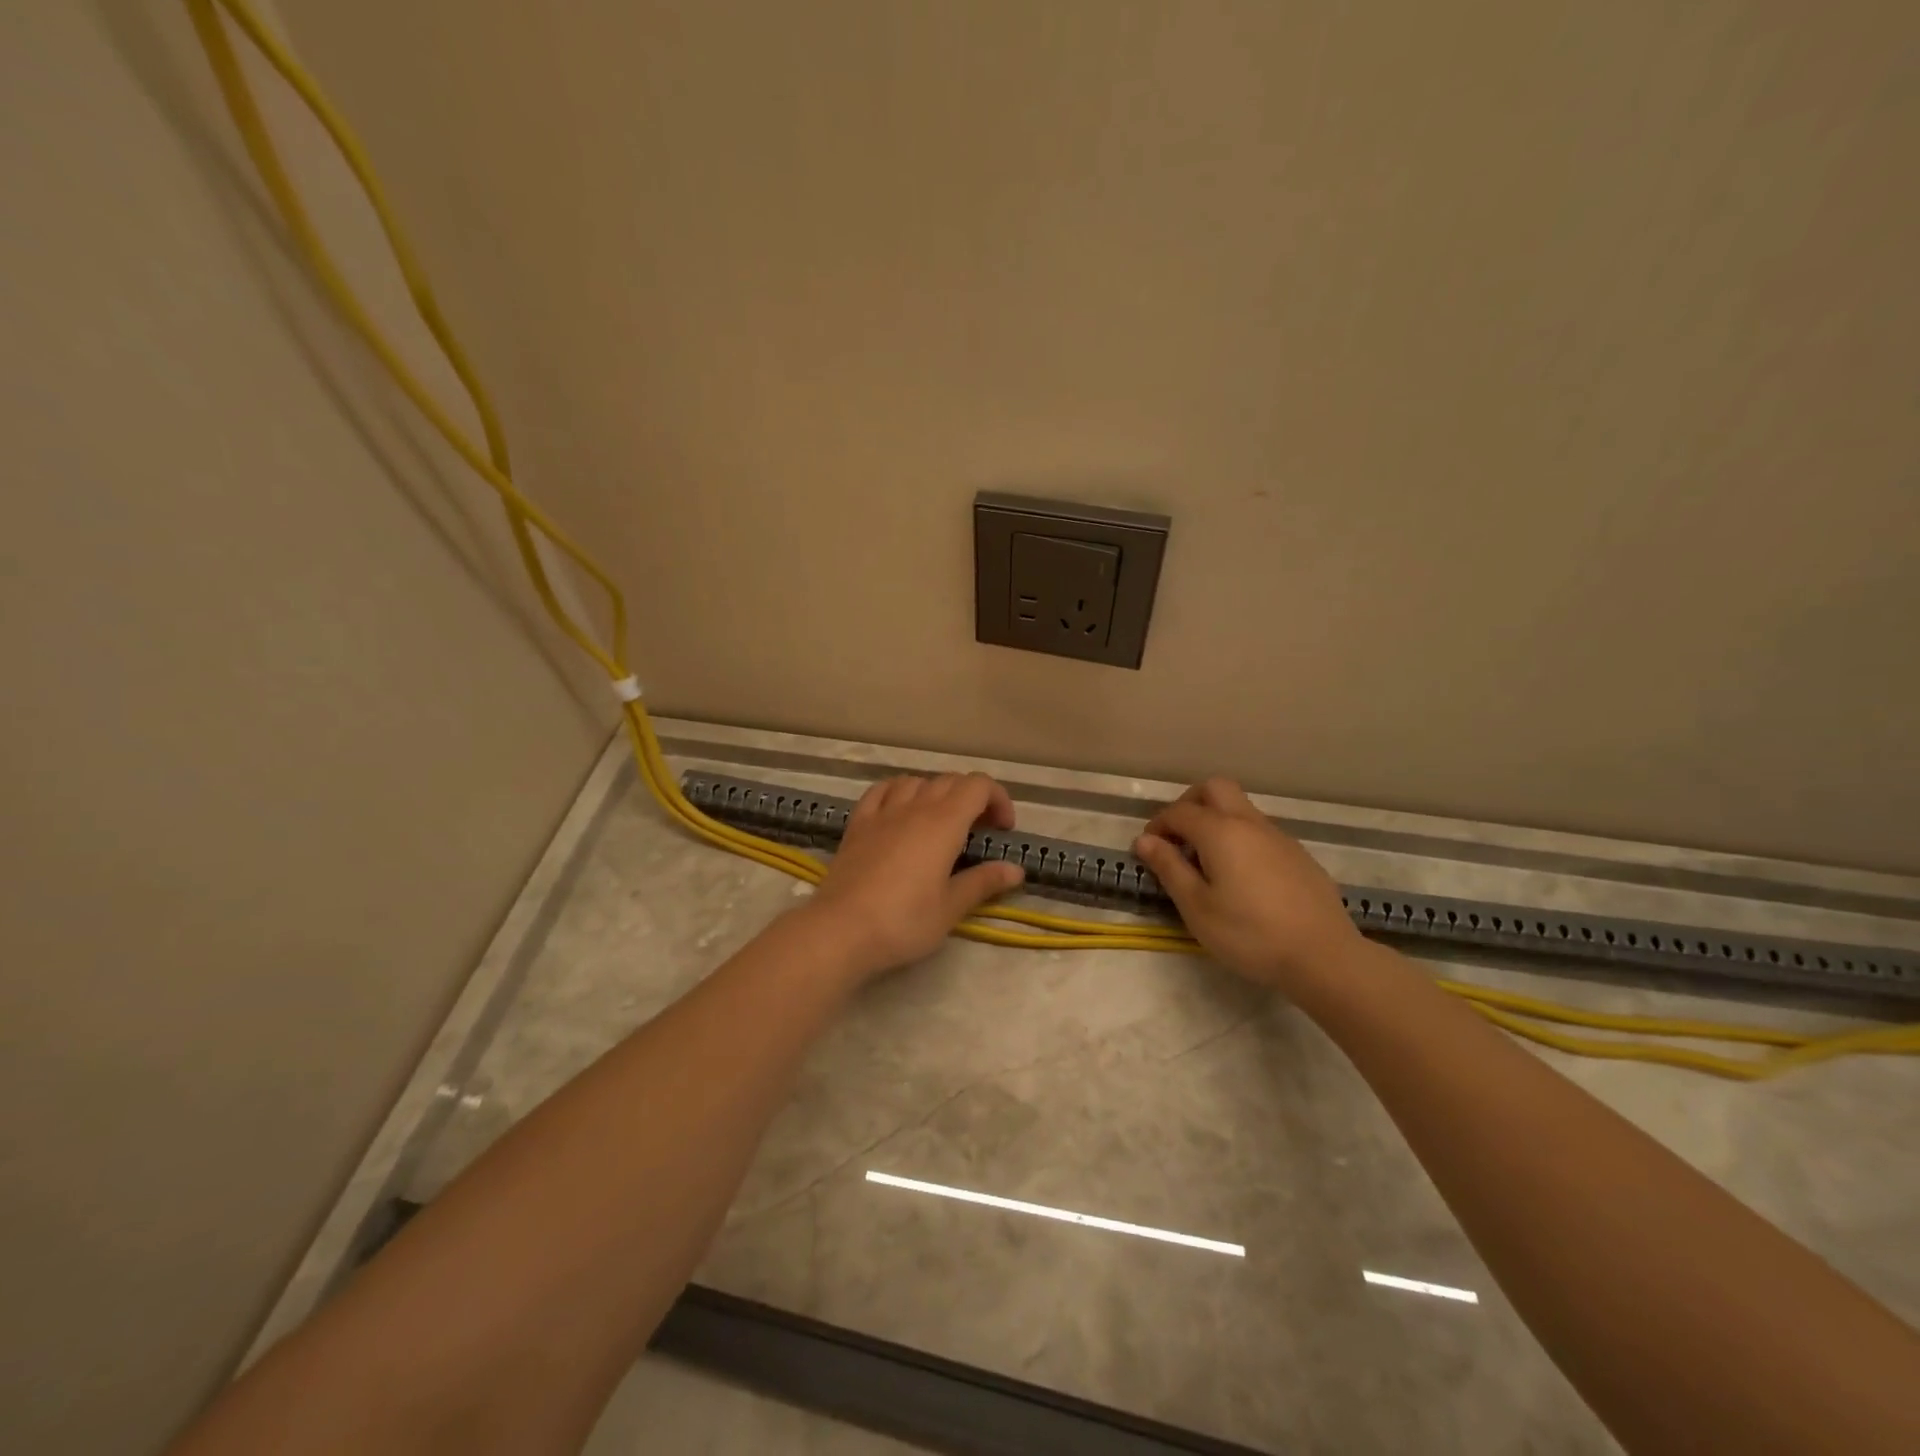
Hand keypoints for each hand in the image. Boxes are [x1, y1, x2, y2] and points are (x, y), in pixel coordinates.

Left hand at [802, 773, 1025, 980]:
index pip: (978, 785)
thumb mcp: (951, 908)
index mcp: (944, 822)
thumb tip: (1016, 870)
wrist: (841, 930)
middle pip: (950, 780)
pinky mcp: (857, 824)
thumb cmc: (904, 921)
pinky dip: (898, 792)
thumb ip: (984, 882)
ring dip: (936, 792)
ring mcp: (882, 813)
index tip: (1003, 831)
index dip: (997, 799)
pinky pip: (881, 791)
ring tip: (940, 821)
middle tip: (979, 832)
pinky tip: (900, 810)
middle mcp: (914, 807)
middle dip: (972, 798)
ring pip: (915, 781)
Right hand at [1132, 778, 1361, 989]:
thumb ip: (1169, 868)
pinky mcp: (1299, 856)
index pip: (1179, 811)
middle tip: (1177, 837)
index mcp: (1220, 831)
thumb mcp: (1196, 907)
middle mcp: (1250, 823)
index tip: (1148, 850)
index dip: (1158, 825)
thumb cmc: (1249, 934)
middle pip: (1215, 789)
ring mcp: (1279, 837)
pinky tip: (1242, 878)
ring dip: (1216, 821)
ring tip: (1206, 862)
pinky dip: (1240, 839)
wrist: (1324, 957)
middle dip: (1189, 804)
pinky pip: (1260, 832)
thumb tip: (1144, 840)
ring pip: (1240, 809)